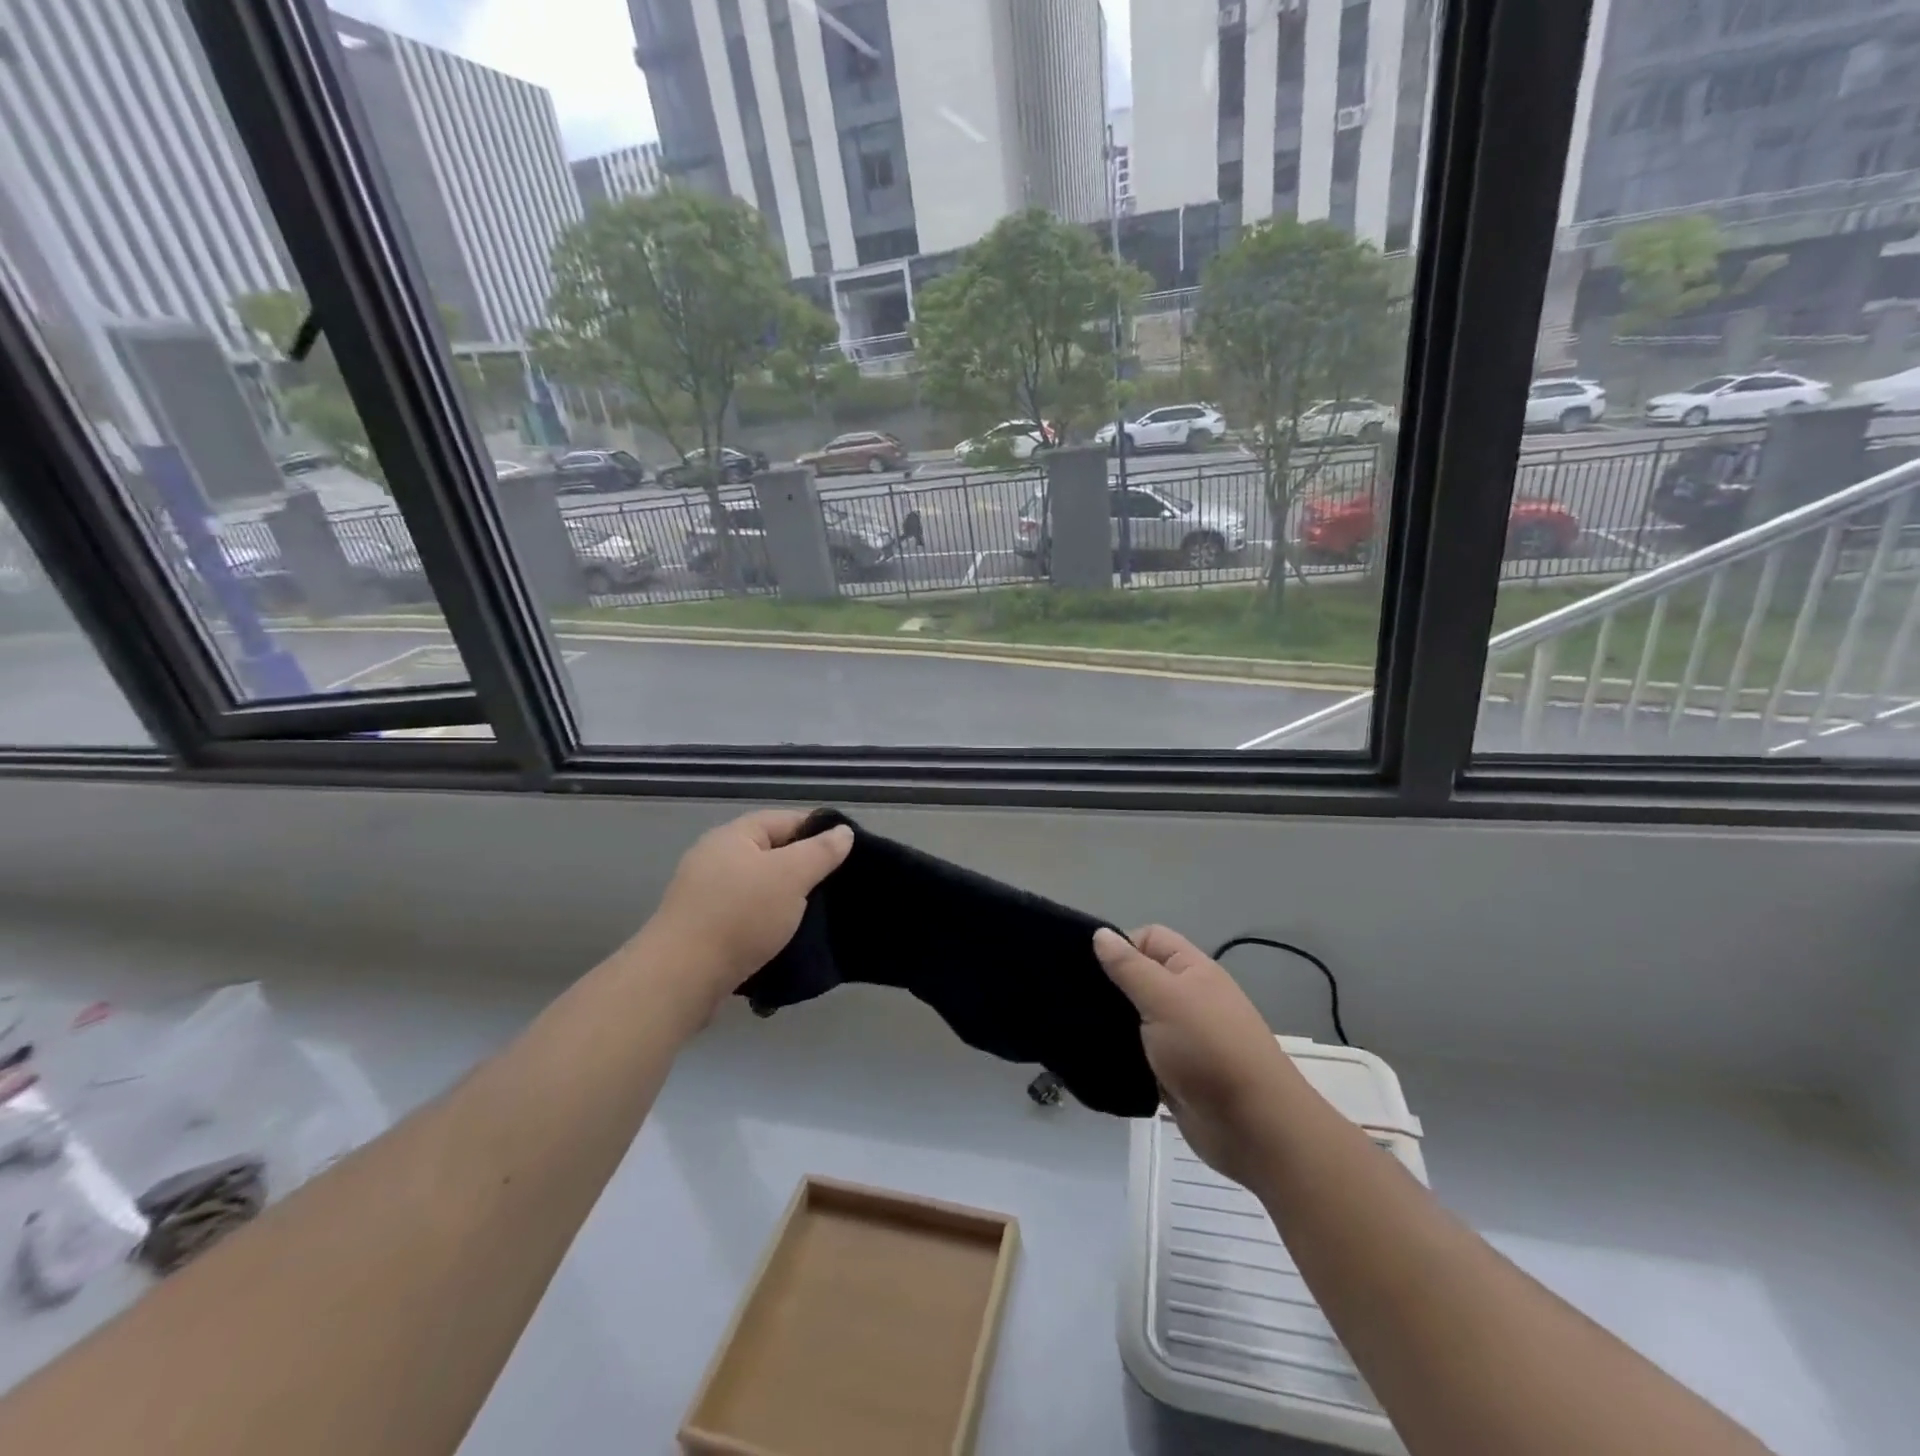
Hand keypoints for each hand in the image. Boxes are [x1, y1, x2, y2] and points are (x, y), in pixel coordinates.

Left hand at [643, 810, 853, 1013]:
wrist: (680, 977)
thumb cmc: (740, 915)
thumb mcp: (791, 876)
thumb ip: (820, 852)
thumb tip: (842, 831)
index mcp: (733, 836)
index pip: (785, 820)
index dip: (818, 831)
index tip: (848, 852)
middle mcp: (715, 858)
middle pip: (771, 853)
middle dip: (803, 868)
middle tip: (836, 886)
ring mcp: (705, 895)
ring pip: (759, 888)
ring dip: (785, 900)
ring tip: (816, 916)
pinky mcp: (703, 929)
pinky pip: (745, 916)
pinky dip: (766, 924)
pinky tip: (785, 939)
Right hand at [1094, 925, 1298, 1187]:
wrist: (1253, 1127)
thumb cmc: (1209, 1049)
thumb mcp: (1164, 998)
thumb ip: (1129, 967)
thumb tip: (1101, 934)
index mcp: (1191, 970)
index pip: (1149, 938)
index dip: (1120, 945)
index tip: (1091, 969)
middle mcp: (1187, 997)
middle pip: (1140, 977)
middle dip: (1110, 986)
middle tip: (1074, 999)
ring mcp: (1181, 1037)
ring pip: (1136, 1018)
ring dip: (1112, 1024)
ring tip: (1077, 1028)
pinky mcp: (1173, 1072)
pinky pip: (1139, 1054)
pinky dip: (1121, 1055)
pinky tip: (1095, 1059)